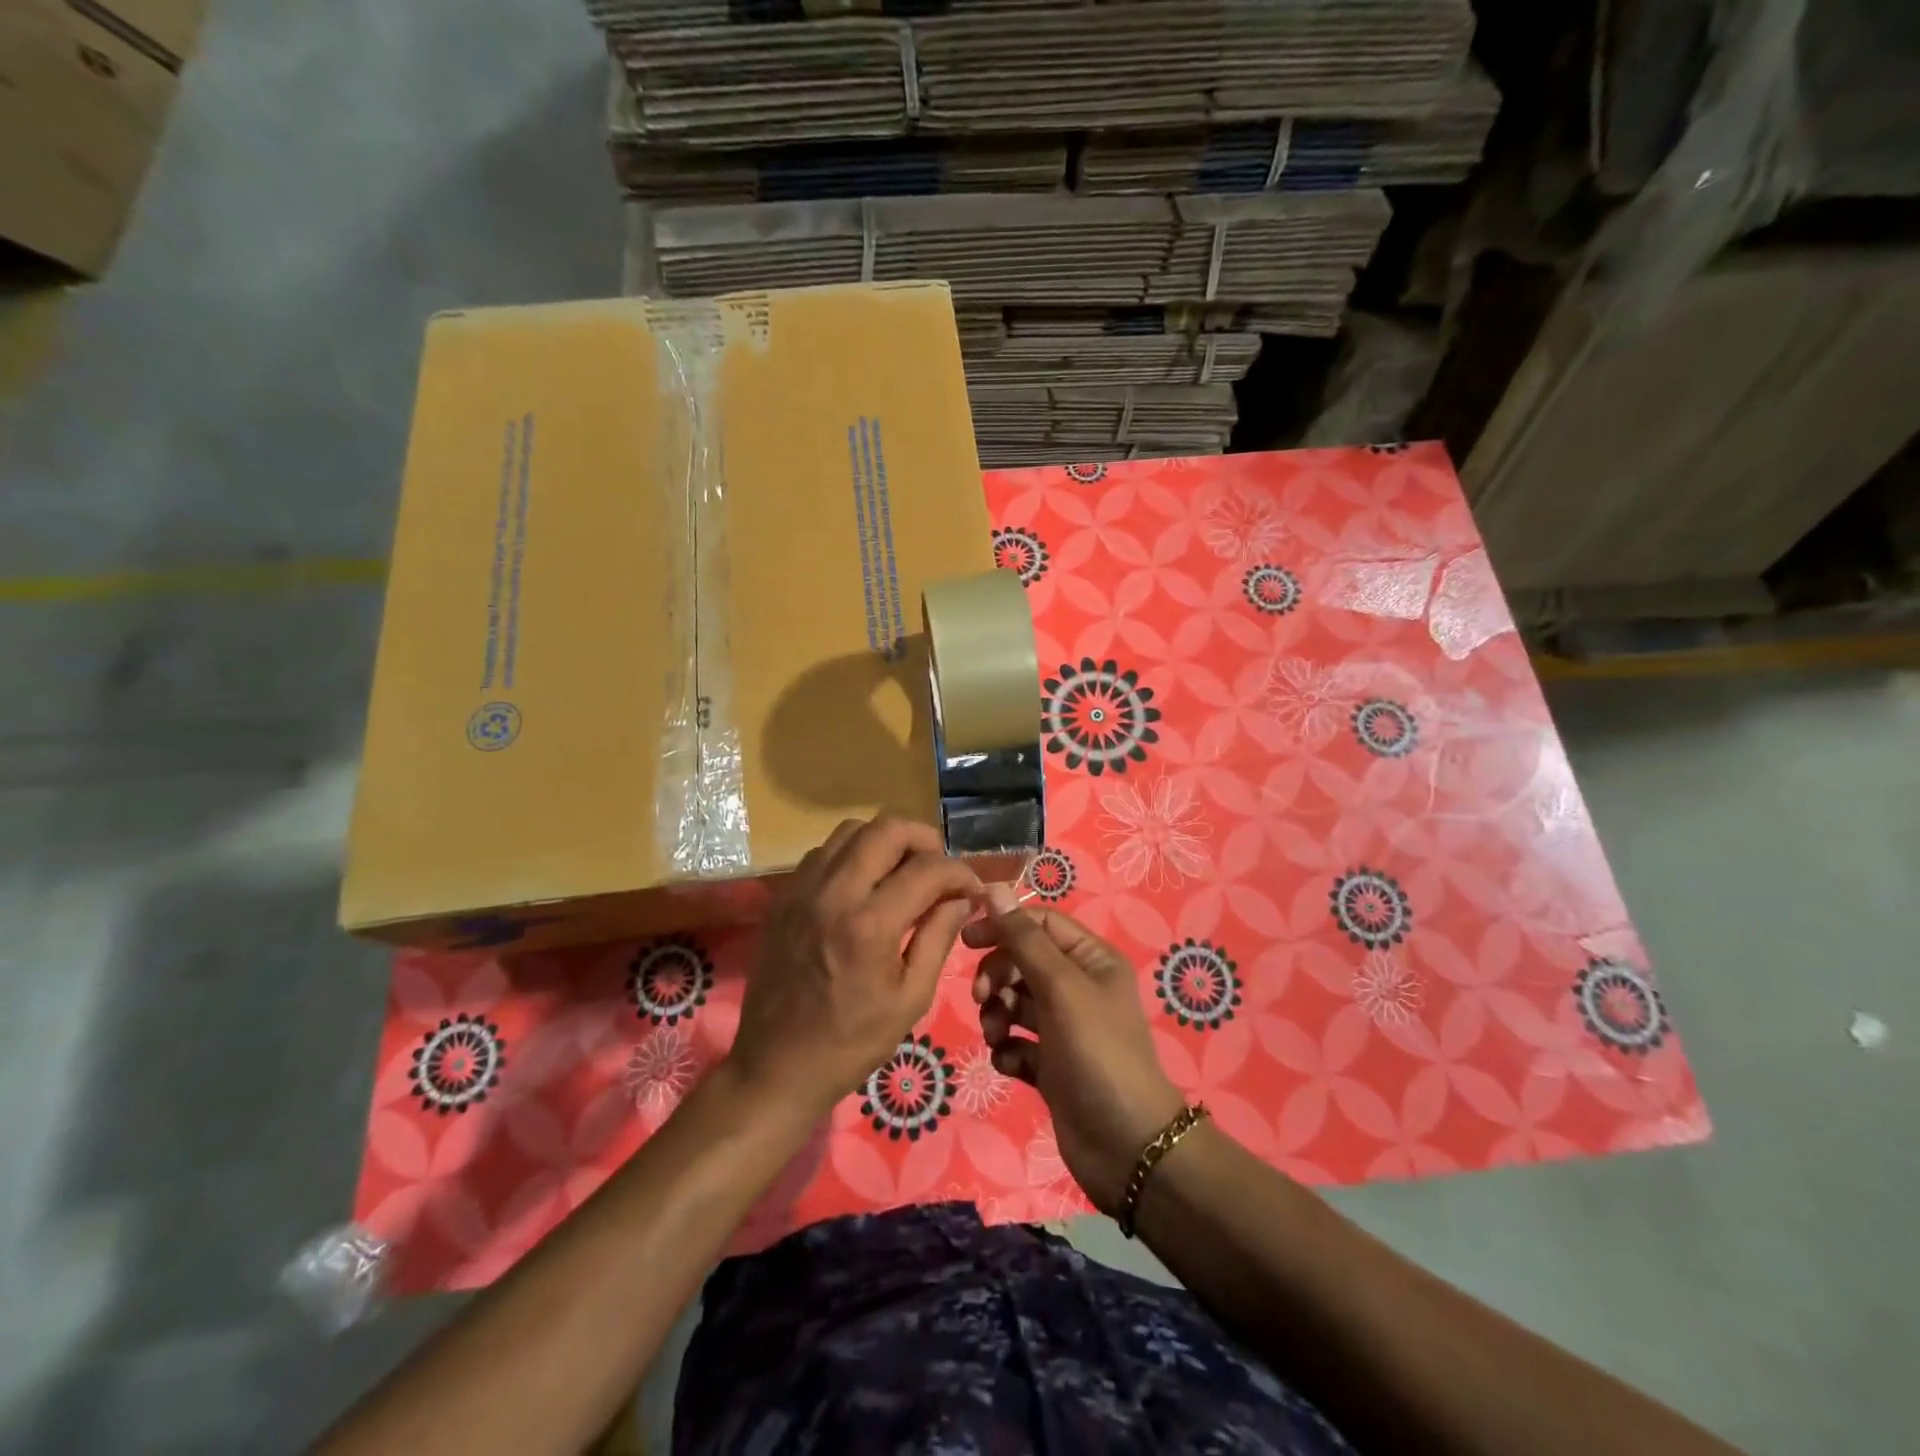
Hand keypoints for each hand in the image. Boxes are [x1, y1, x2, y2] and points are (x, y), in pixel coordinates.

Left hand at [729, 817, 979, 1118]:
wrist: (776, 1067)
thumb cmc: (852, 1043)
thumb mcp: (910, 998)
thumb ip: (939, 937)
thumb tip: (962, 897)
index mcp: (870, 925)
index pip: (927, 869)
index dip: (960, 872)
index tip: (973, 889)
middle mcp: (833, 893)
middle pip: (886, 828)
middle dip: (924, 839)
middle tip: (940, 868)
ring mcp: (802, 890)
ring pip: (851, 830)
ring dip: (886, 841)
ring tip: (904, 870)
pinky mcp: (783, 897)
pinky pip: (823, 852)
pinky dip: (853, 854)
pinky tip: (865, 885)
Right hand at [963, 889, 1186, 1214]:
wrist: (1125, 1146)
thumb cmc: (1096, 1053)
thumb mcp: (1060, 988)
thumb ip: (1023, 940)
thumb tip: (992, 888)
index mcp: (1091, 959)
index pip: (1040, 923)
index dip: (1003, 925)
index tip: (966, 939)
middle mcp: (1078, 987)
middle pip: (1022, 962)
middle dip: (998, 977)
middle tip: (983, 999)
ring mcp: (1064, 1028)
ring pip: (1015, 1003)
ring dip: (998, 1015)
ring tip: (998, 1035)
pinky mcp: (1051, 1065)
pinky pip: (1017, 1042)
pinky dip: (1008, 1049)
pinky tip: (1011, 1064)